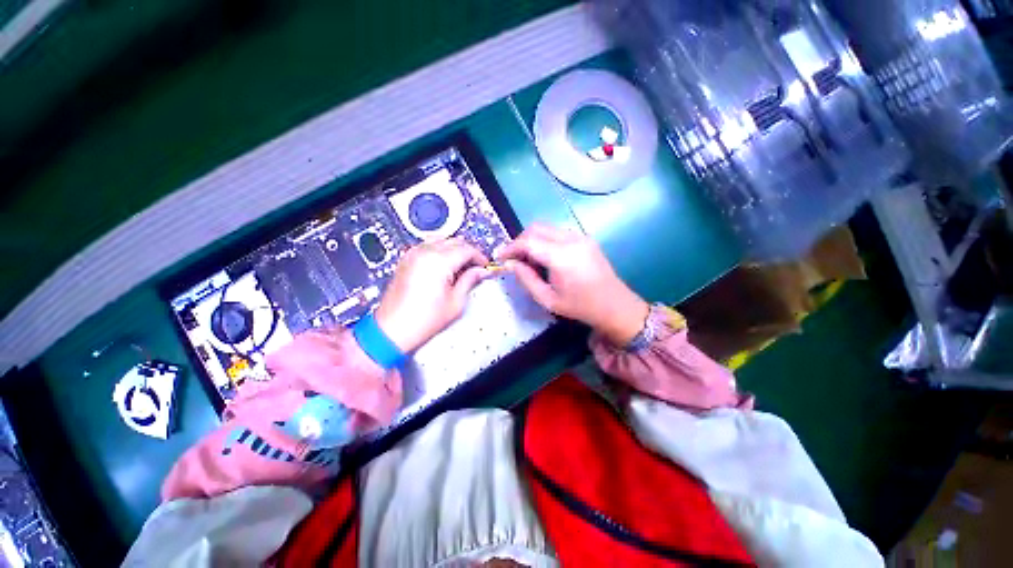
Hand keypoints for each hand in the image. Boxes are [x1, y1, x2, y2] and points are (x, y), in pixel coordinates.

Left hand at [375, 238, 489, 352]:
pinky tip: (445, 266)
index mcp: (438, 261)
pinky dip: (440, 251)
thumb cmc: (421, 321)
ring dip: (455, 249)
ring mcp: (413, 255)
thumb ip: (470, 281)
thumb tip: (480, 271)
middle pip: (455, 241)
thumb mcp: (455, 302)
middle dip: (469, 252)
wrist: (393, 329)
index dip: (480, 257)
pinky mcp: (406, 260)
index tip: (485, 265)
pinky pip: (428, 246)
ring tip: (462, 266)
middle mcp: (424, 252)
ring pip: (442, 240)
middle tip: (476, 267)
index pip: (467, 249)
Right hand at [497, 224, 648, 345]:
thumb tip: (511, 264)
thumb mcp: (548, 300)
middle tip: (514, 258)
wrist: (615, 305)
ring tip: (529, 260)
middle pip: (536, 228)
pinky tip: (545, 257)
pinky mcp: (585, 238)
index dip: (511, 247)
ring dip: (533, 239)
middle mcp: (571, 240)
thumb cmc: (580, 307)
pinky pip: (558, 232)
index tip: (500, 257)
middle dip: (520, 240)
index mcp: (562, 257)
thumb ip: (526, 280)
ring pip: (547, 228)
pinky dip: (545, 240)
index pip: (528, 241)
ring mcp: (581, 236)